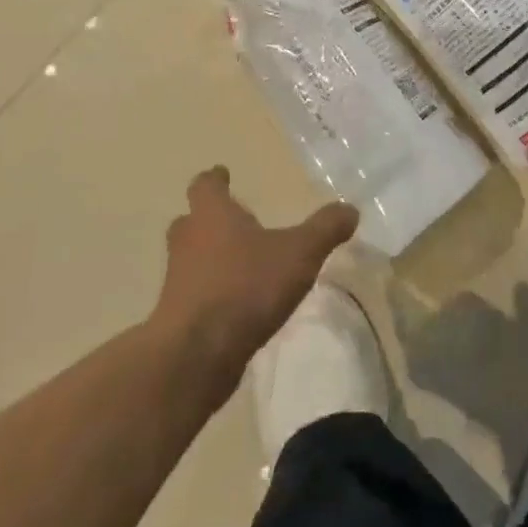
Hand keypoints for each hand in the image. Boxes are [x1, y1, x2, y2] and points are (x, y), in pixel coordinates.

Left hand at [151, 167, 358, 380]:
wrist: (197, 353)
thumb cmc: (247, 286)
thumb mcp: (299, 253)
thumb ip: (325, 229)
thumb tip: (350, 209)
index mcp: (212, 215)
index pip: (205, 185)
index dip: (215, 178)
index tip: (221, 173)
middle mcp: (188, 240)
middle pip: (191, 220)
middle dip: (210, 218)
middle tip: (233, 220)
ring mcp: (177, 279)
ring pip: (190, 257)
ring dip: (210, 257)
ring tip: (240, 263)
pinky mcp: (177, 315)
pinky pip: (195, 293)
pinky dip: (211, 292)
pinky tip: (236, 303)